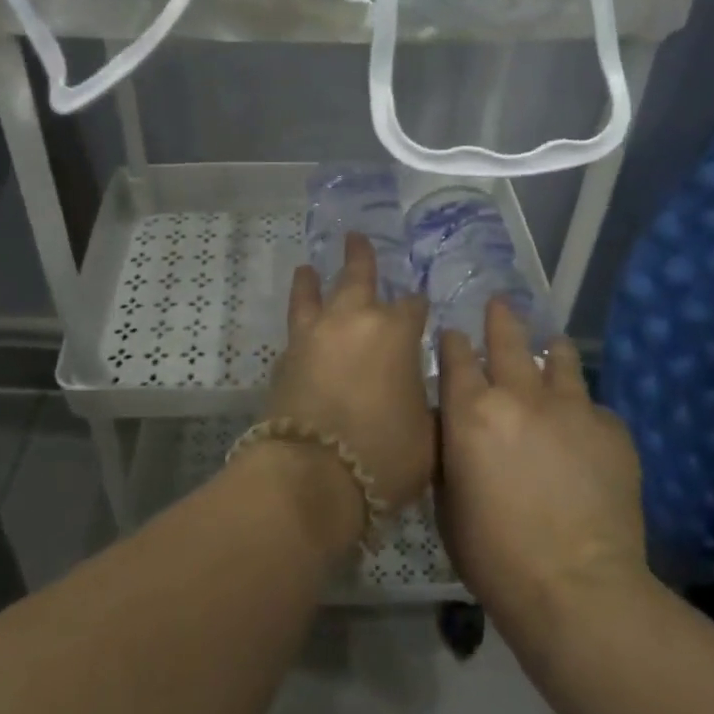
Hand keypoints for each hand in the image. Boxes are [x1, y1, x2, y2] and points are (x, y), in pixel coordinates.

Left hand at [265, 232, 434, 514]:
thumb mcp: (428, 435)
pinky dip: (299, 321)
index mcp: (395, 332)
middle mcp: (353, 321)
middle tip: (355, 237)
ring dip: (312, 280)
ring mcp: (314, 336)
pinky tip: (300, 327)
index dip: (418, 306)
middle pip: (357, 278)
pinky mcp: (285, 358)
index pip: (413, 305)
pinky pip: (295, 329)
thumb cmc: (383, 454)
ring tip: (307, 267)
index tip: (420, 308)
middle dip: (360, 257)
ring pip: (312, 295)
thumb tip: (419, 394)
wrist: (312, 477)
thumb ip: (427, 405)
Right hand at [436, 299, 646, 633]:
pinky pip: (593, 406)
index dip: (455, 342)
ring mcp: (571, 406)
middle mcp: (520, 394)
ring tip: (552, 350)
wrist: (576, 586)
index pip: (458, 356)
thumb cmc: (495, 555)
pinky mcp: (611, 427)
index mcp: (471, 412)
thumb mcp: (448, 504)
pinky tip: (584, 433)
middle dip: (501, 318)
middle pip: (509, 339)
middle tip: (501, 303)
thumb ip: (449, 454)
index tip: (455, 334)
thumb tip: (453, 428)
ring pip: (560, 358)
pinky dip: (582, 411)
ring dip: (551, 352)